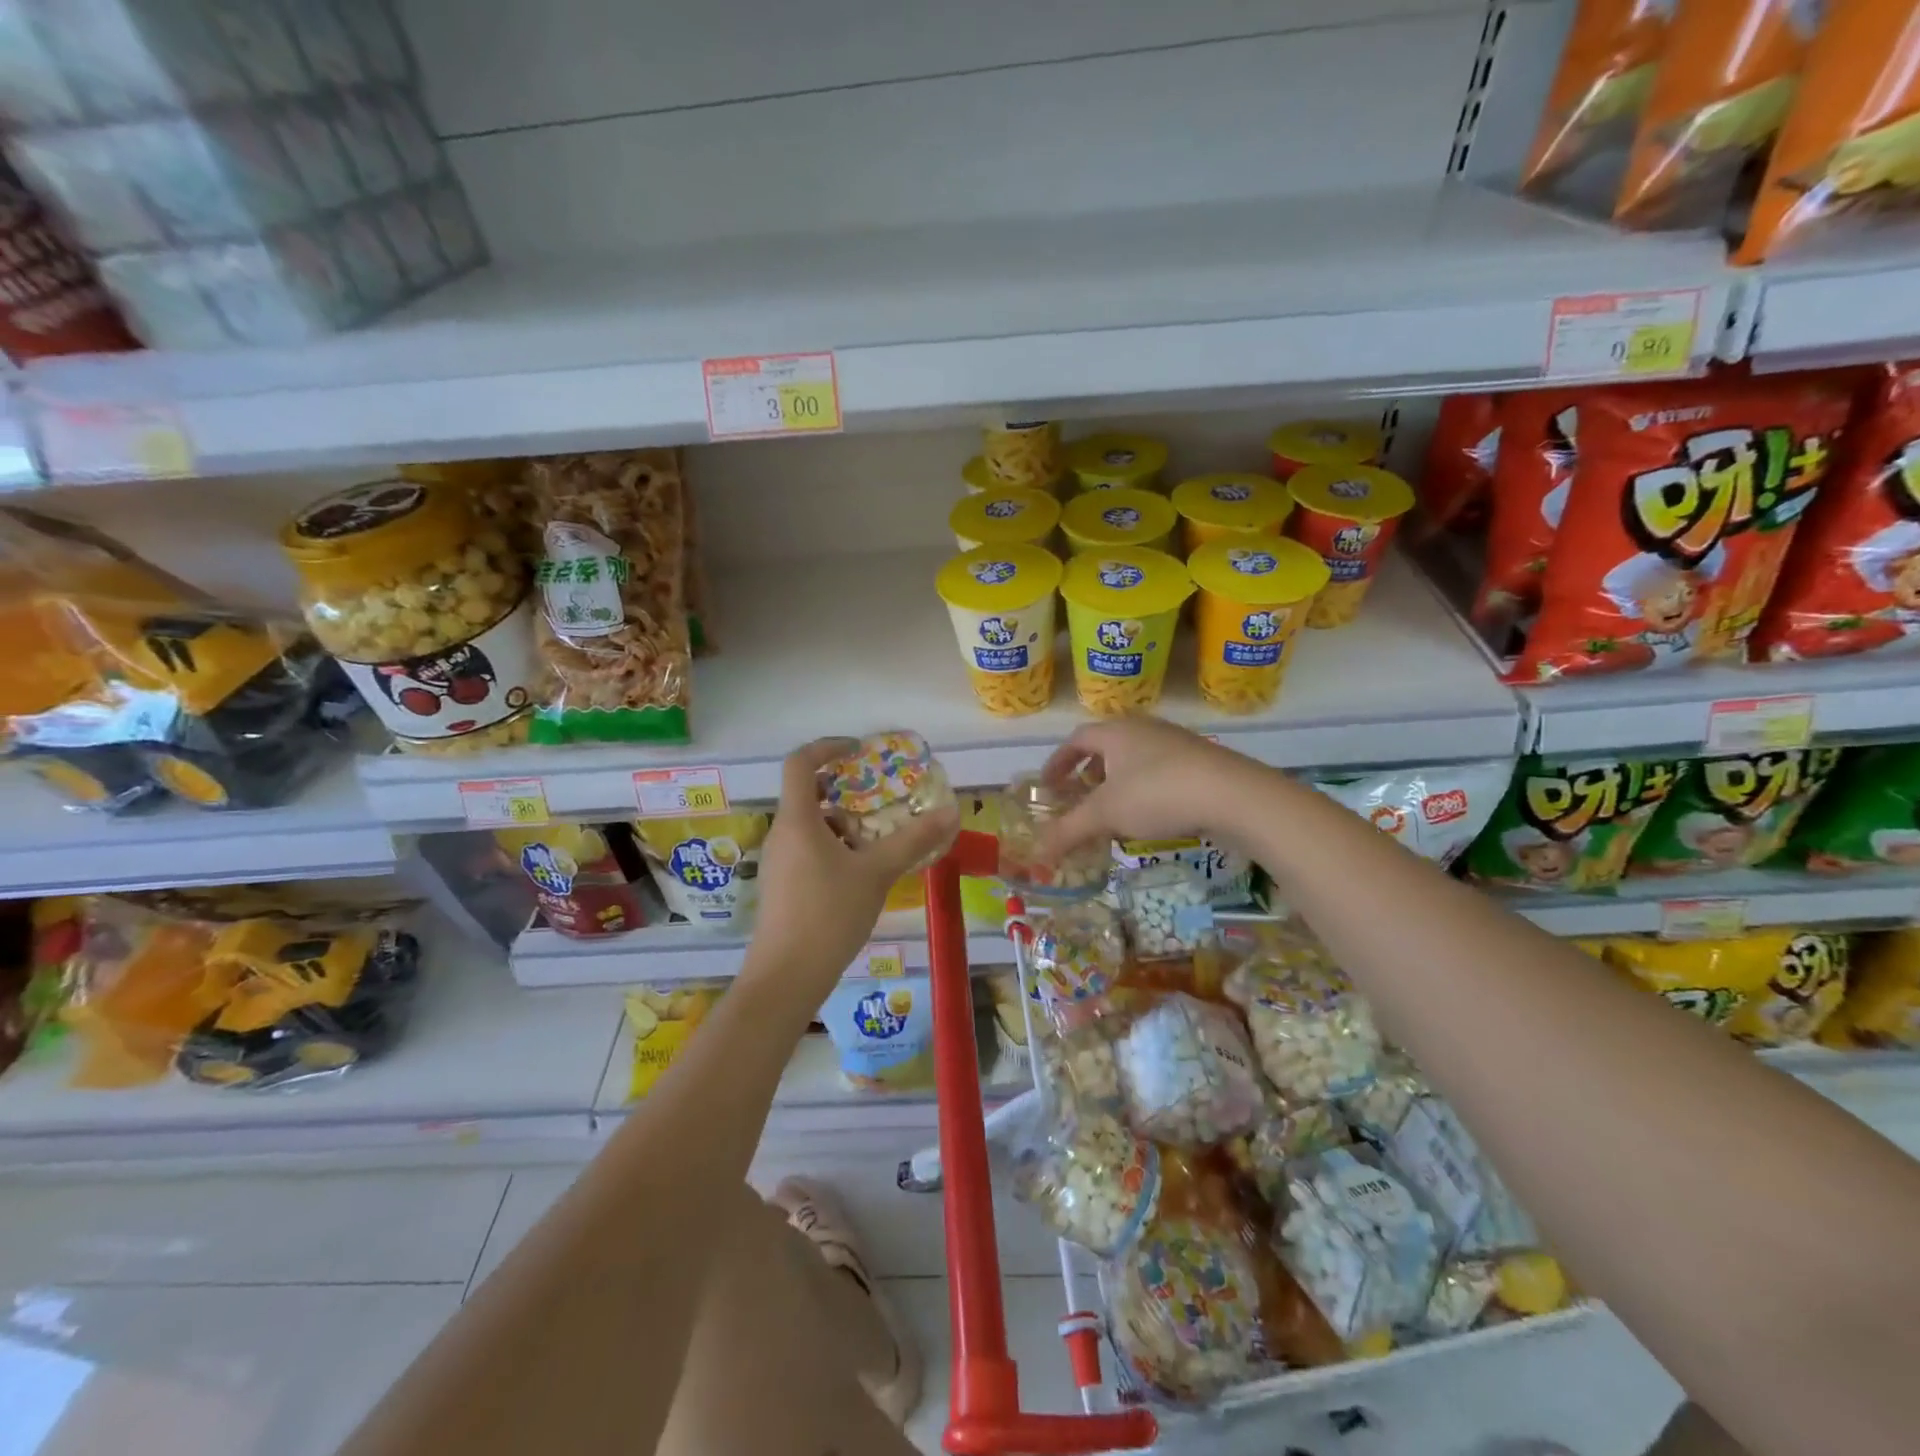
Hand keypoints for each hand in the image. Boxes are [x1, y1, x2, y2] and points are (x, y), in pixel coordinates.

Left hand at [744, 738, 960, 1002]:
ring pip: (810, 826)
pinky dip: (834, 848)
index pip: (799, 763)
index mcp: (797, 820)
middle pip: (807, 795)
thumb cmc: (829, 915)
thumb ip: (913, 840)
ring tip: (877, 842)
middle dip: (846, 793)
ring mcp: (777, 862)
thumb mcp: (877, 873)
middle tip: (881, 801)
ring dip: (843, 825)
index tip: (858, 750)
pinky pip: (807, 850)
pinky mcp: (781, 886)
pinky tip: (860, 874)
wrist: (786, 977)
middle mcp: (781, 834)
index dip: (827, 747)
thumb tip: (950, 812)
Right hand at [1036, 717, 1257, 858]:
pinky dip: (1144, 788)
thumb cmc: (1156, 794)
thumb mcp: (1106, 815)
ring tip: (1114, 810)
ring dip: (1118, 781)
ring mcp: (1175, 741)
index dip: (1058, 762)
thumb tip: (1036, 855)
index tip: (1048, 785)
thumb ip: (1069, 831)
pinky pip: (1160, 770)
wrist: (1232, 794)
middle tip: (1079, 797)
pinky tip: (1151, 815)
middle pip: (1107, 745)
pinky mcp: (1200, 760)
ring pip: (1135, 758)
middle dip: (1089, 772)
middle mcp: (1143, 728)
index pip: (1076, 739)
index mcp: (1115, 731)